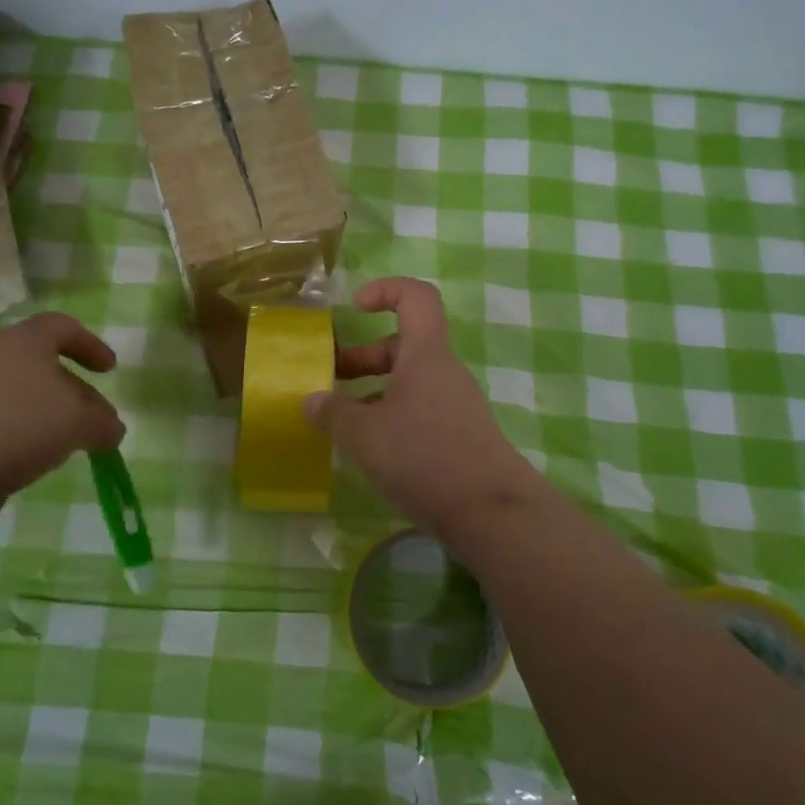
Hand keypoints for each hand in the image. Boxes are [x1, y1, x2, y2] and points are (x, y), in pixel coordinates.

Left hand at [0, 313, 124, 528]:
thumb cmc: (22, 424)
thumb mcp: (79, 422)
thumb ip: (102, 423)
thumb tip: (112, 429)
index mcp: (25, 340)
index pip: (63, 326)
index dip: (91, 345)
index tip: (109, 371)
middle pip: (42, 364)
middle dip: (73, 390)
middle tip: (94, 418)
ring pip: (19, 394)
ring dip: (46, 414)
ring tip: (65, 443)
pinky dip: (20, 434)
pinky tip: (30, 460)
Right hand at [303, 278, 542, 539]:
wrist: (492, 514)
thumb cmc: (425, 457)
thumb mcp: (365, 434)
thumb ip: (333, 414)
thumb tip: (312, 400)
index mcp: (426, 354)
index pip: (415, 296)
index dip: (384, 290)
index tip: (354, 308)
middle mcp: (443, 372)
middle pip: (404, 344)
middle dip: (364, 356)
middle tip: (330, 379)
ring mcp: (455, 405)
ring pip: (409, 382)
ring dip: (373, 391)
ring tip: (341, 421)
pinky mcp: (459, 437)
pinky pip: (419, 411)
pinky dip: (391, 418)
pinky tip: (371, 449)